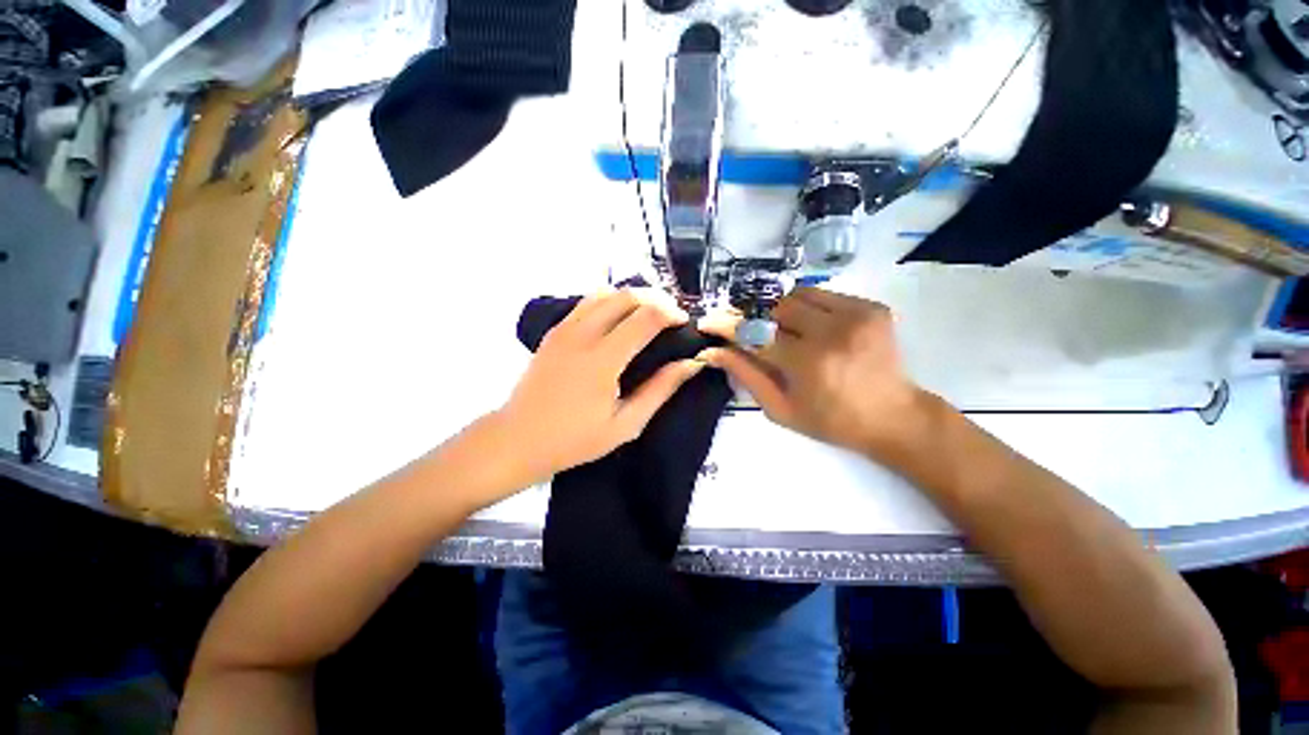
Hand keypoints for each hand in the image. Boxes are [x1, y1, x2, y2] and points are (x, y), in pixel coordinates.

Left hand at [498, 288, 704, 484]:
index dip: (671, 314)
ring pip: (606, 292)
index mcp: (602, 360)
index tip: (685, 324)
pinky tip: (620, 319)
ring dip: (633, 297)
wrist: (518, 439)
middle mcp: (582, 335)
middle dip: (656, 299)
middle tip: (671, 317)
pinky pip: (587, 302)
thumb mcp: (626, 424)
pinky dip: (611, 301)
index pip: (646, 317)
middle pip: (626, 296)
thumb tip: (691, 363)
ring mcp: (564, 329)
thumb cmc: (575, 440)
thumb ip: (661, 390)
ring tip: (649, 315)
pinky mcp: (554, 331)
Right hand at [700, 288, 928, 456]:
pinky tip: (819, 330)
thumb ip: (746, 376)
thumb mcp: (780, 408)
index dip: (728, 326)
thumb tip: (713, 353)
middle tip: (766, 340)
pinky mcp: (872, 307)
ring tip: (793, 334)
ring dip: (786, 312)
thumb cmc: (831, 421)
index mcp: (807, 363)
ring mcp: (856, 315)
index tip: (709, 321)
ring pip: (799, 295)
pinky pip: (825, 295)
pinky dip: (811, 309)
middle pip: (776, 307)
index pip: (755, 334)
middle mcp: (832, 332)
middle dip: (763, 322)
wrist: (894, 416)